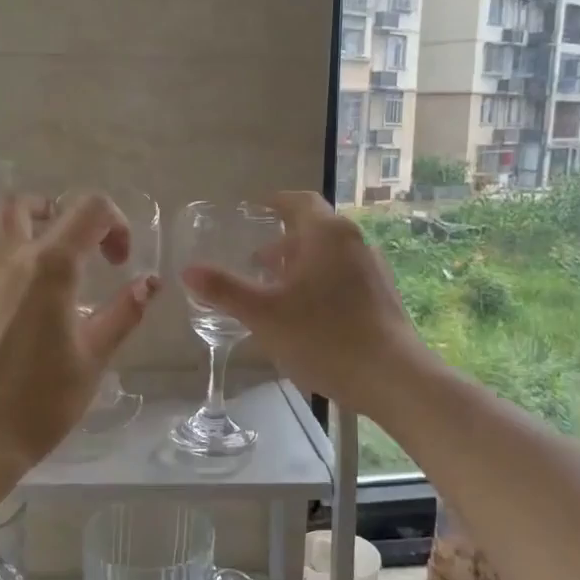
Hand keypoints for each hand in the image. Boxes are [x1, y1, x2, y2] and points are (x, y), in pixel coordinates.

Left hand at [0, 192, 159, 465]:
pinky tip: (22, 319)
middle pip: (22, 204)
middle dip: (53, 211)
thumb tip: (149, 283)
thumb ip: (123, 313)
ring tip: (52, 290)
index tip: (120, 262)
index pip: (88, 210)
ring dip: (29, 242)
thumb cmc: (41, 401)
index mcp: (48, 267)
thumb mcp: (93, 358)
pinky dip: (9, 272)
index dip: (115, 224)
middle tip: (76, 247)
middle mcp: (6, 260)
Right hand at [179, 190, 430, 417]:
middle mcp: (354, 242)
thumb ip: (224, 290)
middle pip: (314, 229)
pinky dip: (318, 283)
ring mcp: (373, 270)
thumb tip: (188, 270)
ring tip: (274, 290)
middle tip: (255, 260)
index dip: (274, 202)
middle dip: (283, 241)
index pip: (299, 201)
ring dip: (300, 265)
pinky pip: (343, 277)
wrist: (392, 377)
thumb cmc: (324, 337)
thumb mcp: (263, 314)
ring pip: (329, 256)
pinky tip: (305, 316)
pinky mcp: (382, 297)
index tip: (254, 209)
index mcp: (327, 234)